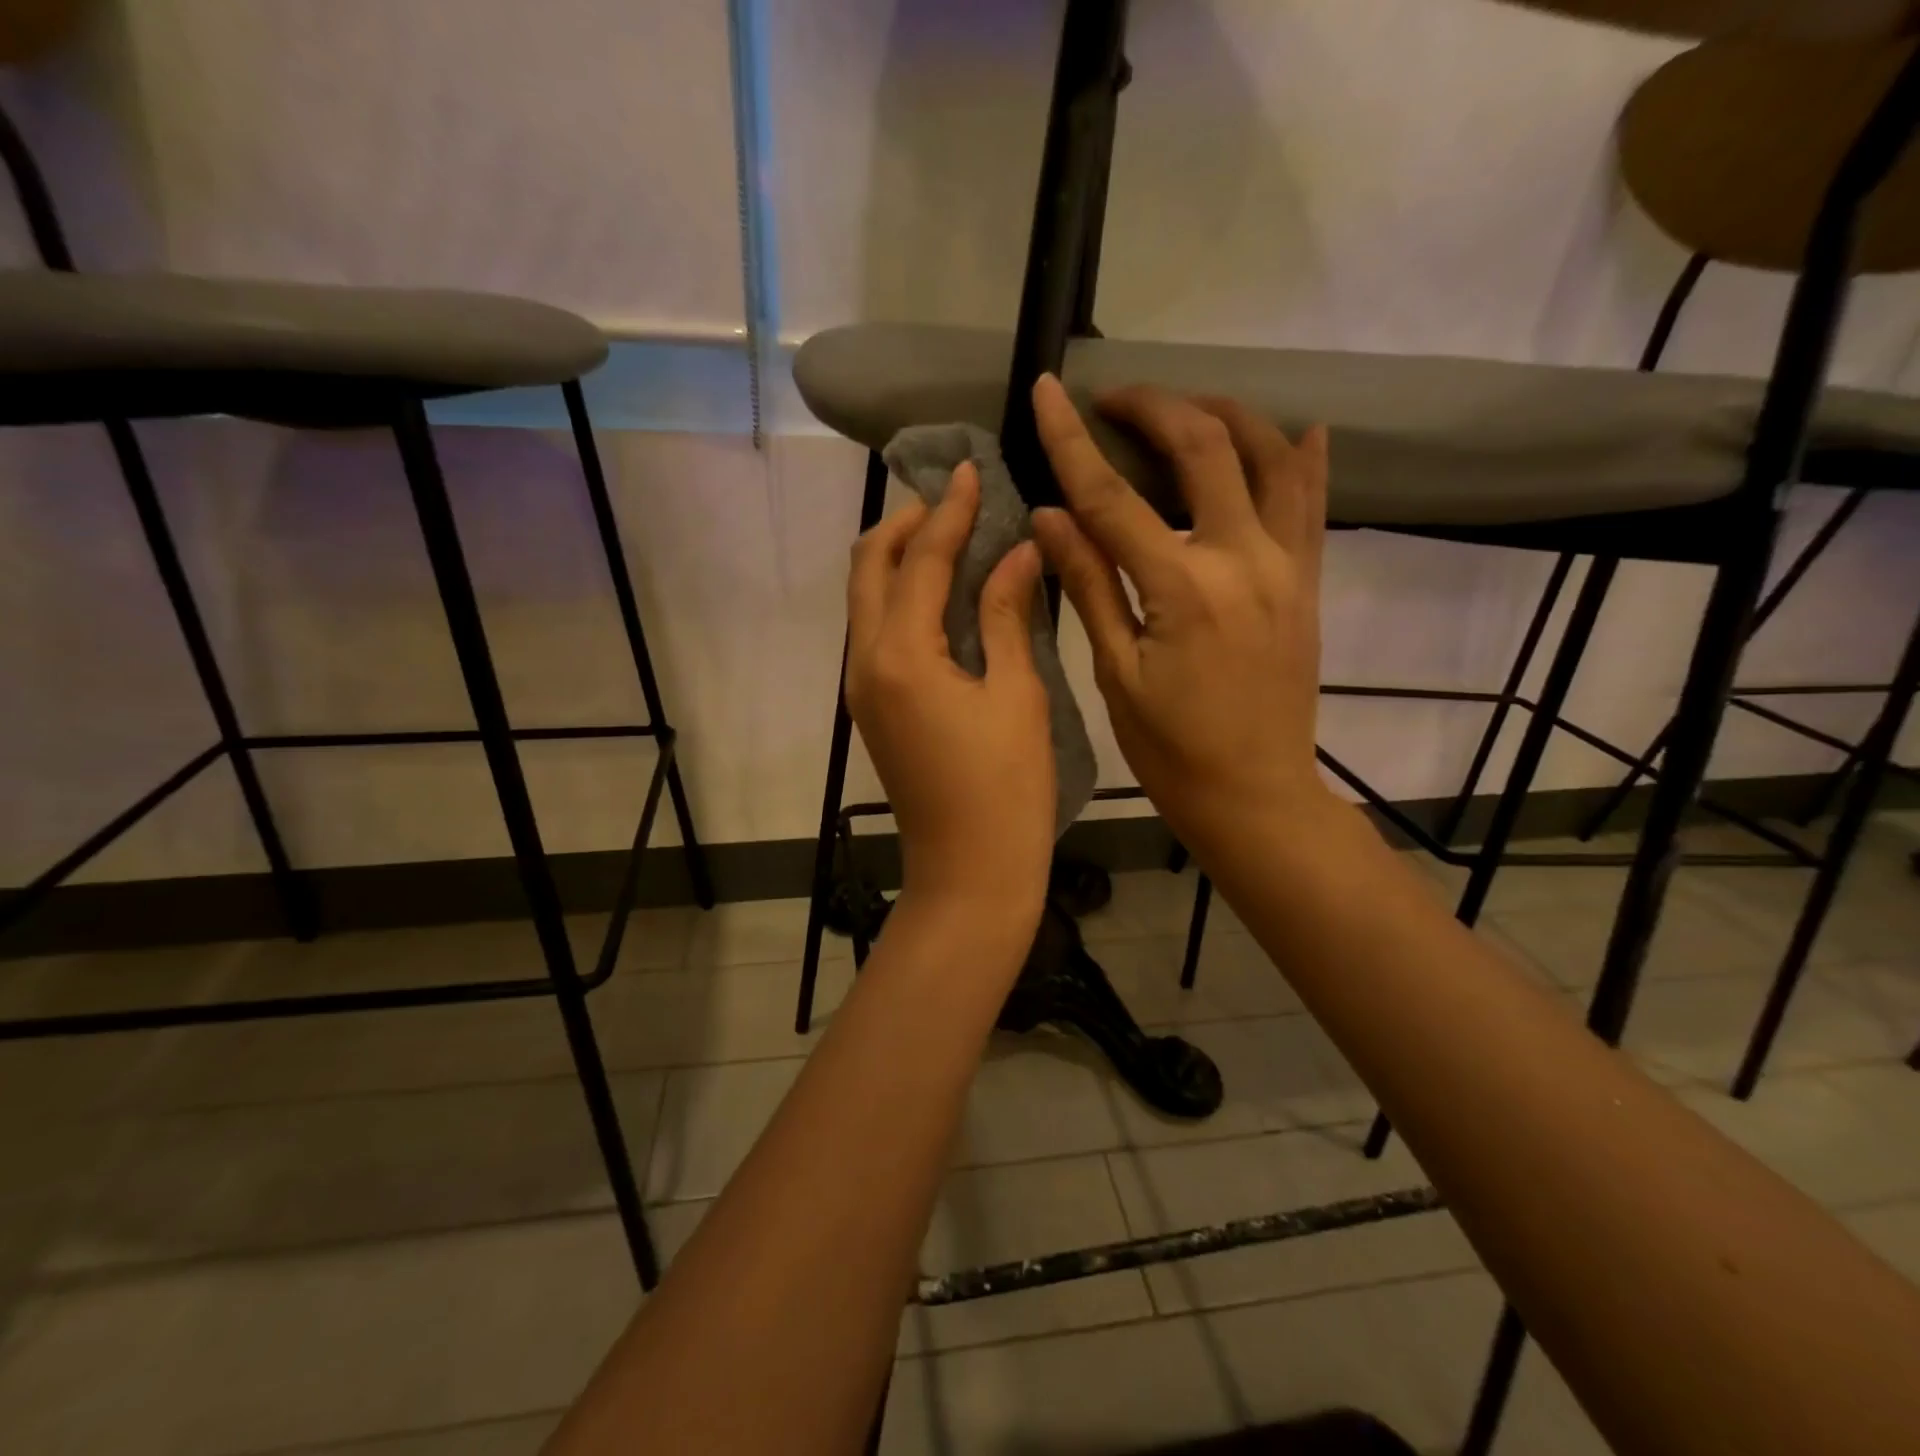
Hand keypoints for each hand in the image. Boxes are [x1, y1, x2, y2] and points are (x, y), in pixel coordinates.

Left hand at [846, 462, 1053, 925]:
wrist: (969, 873)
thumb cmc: (1006, 790)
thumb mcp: (1016, 695)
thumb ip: (1007, 615)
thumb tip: (1016, 551)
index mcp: (902, 655)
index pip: (920, 560)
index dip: (948, 511)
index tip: (970, 470)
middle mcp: (866, 662)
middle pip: (868, 569)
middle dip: (904, 525)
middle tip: (952, 500)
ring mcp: (863, 688)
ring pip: (866, 600)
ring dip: (899, 559)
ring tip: (949, 536)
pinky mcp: (873, 708)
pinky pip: (876, 631)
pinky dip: (901, 598)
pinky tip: (943, 594)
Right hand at [1029, 374, 1332, 856]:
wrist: (1256, 796)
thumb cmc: (1171, 750)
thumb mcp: (1116, 675)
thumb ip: (1087, 586)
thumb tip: (1048, 515)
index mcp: (1182, 590)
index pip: (1114, 497)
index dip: (1073, 440)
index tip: (1048, 391)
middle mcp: (1243, 561)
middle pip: (1203, 449)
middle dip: (1154, 407)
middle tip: (1112, 401)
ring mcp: (1288, 567)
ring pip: (1271, 457)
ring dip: (1226, 415)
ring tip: (1184, 408)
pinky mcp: (1310, 582)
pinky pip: (1314, 503)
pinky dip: (1302, 458)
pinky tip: (1298, 430)